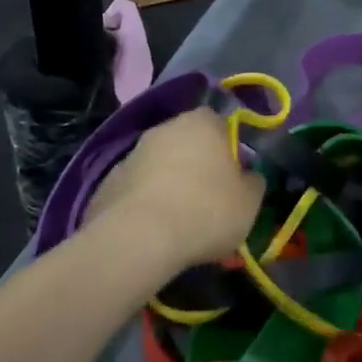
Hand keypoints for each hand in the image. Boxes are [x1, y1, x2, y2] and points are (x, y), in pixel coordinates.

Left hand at [86, 109, 265, 274]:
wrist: (139, 239)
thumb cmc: (206, 211)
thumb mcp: (250, 201)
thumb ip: (253, 181)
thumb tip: (247, 176)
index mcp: (203, 122)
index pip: (222, 124)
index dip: (230, 150)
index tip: (234, 178)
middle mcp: (166, 128)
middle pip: (188, 142)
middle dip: (198, 164)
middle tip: (209, 199)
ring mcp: (133, 153)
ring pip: (161, 165)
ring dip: (170, 183)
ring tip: (179, 220)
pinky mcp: (109, 180)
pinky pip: (137, 188)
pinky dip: (146, 202)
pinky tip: (152, 230)